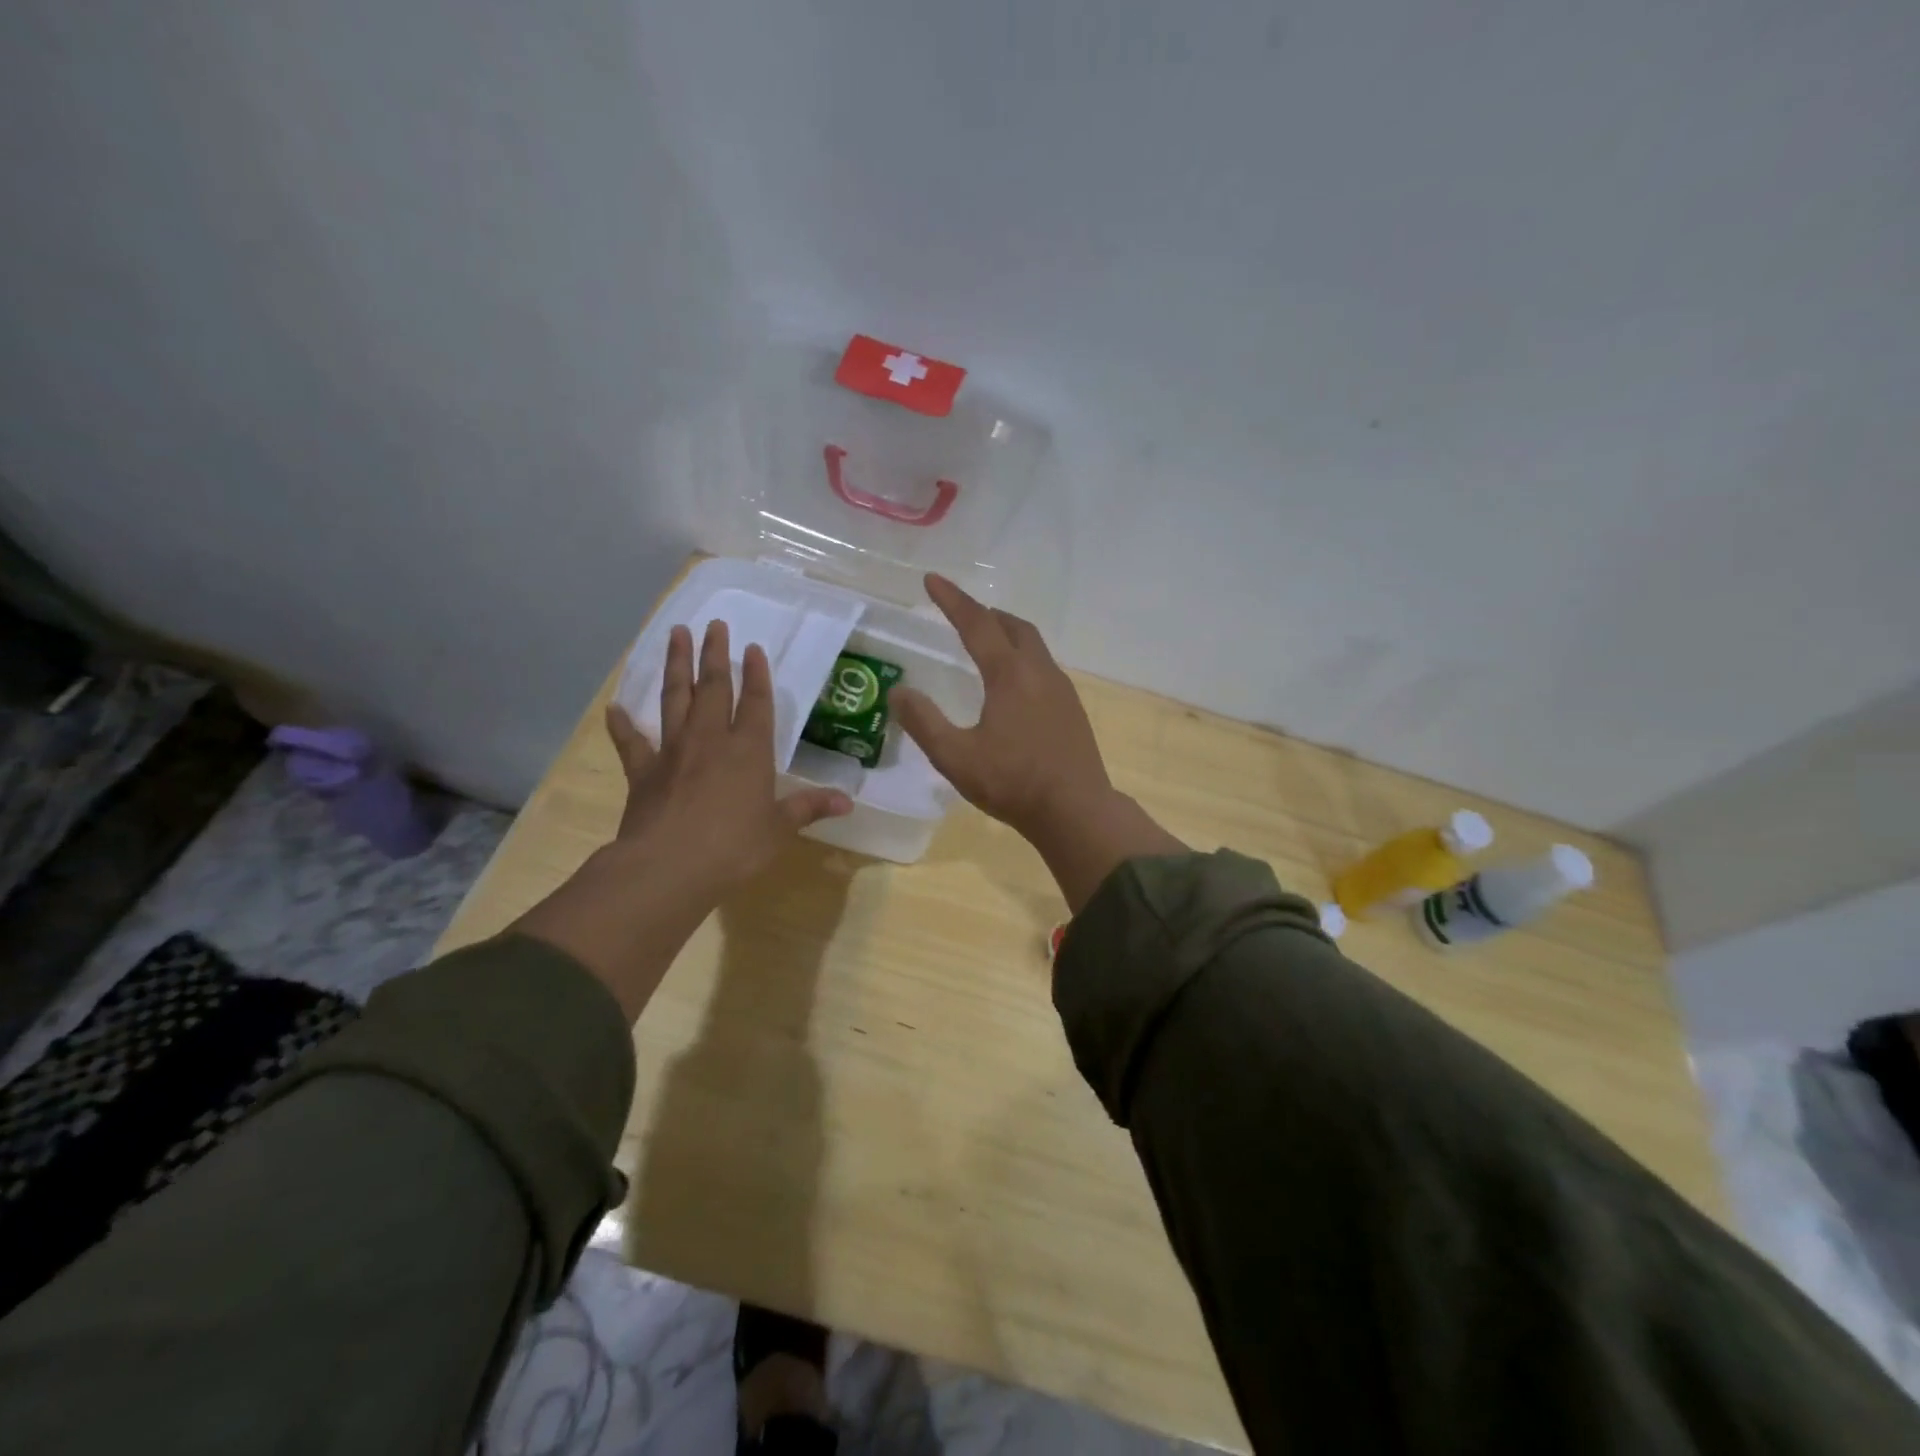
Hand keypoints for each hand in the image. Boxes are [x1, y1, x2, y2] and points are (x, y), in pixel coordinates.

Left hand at [514, 619, 850, 1018]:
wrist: (668, 866)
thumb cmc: (733, 847)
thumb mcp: (779, 829)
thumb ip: (809, 808)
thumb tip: (848, 801)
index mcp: (749, 750)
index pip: (756, 702)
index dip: (757, 674)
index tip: (753, 647)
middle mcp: (711, 739)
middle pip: (714, 687)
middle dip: (716, 654)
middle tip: (715, 624)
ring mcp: (673, 751)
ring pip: (675, 698)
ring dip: (677, 665)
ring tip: (676, 635)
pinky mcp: (643, 771)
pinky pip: (631, 742)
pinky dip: (623, 725)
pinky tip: (615, 708)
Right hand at [891, 575, 1112, 839]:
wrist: (1076, 810)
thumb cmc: (1013, 782)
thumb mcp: (956, 757)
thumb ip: (924, 723)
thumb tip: (899, 693)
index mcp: (1010, 674)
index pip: (977, 623)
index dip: (953, 600)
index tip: (932, 580)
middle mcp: (1039, 672)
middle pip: (1014, 626)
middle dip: (986, 612)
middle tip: (963, 611)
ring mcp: (1061, 690)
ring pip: (1034, 646)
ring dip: (1008, 634)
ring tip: (987, 640)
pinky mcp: (1072, 709)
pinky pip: (1044, 667)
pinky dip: (1023, 658)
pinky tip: (1014, 684)